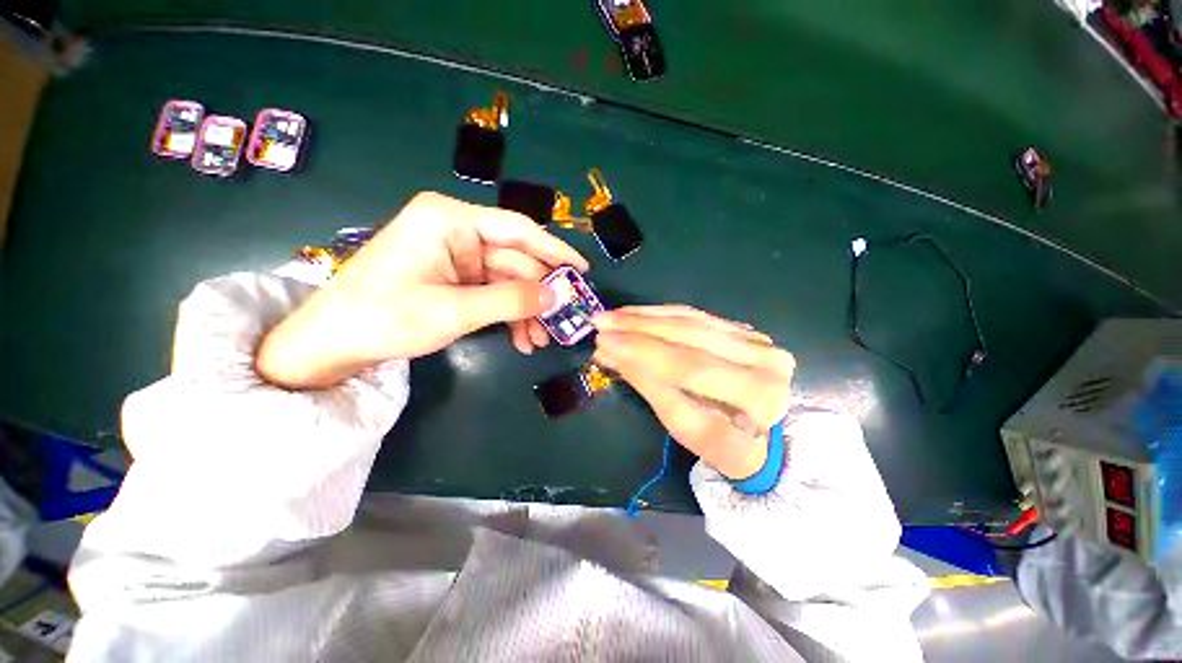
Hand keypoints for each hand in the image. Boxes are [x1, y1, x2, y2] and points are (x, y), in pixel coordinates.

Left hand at [258, 192, 588, 388]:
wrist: (332, 343)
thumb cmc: (386, 317)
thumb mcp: (456, 310)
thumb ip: (512, 300)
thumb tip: (558, 296)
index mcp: (450, 220)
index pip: (518, 230)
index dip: (554, 251)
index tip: (582, 271)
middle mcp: (456, 230)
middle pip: (515, 260)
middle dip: (537, 295)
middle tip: (559, 323)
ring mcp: (455, 255)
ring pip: (507, 280)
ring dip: (525, 310)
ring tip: (538, 342)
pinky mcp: (452, 277)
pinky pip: (492, 291)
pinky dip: (508, 314)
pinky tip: (520, 339)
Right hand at [591, 306, 794, 479]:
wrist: (767, 438)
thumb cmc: (723, 445)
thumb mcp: (685, 428)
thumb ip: (650, 387)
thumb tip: (611, 354)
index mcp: (756, 398)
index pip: (689, 368)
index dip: (643, 352)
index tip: (604, 343)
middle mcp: (765, 362)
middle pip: (690, 337)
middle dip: (639, 328)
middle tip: (601, 323)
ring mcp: (758, 341)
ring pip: (692, 320)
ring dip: (647, 316)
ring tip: (612, 316)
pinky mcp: (746, 330)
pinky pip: (697, 315)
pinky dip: (663, 313)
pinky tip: (636, 313)